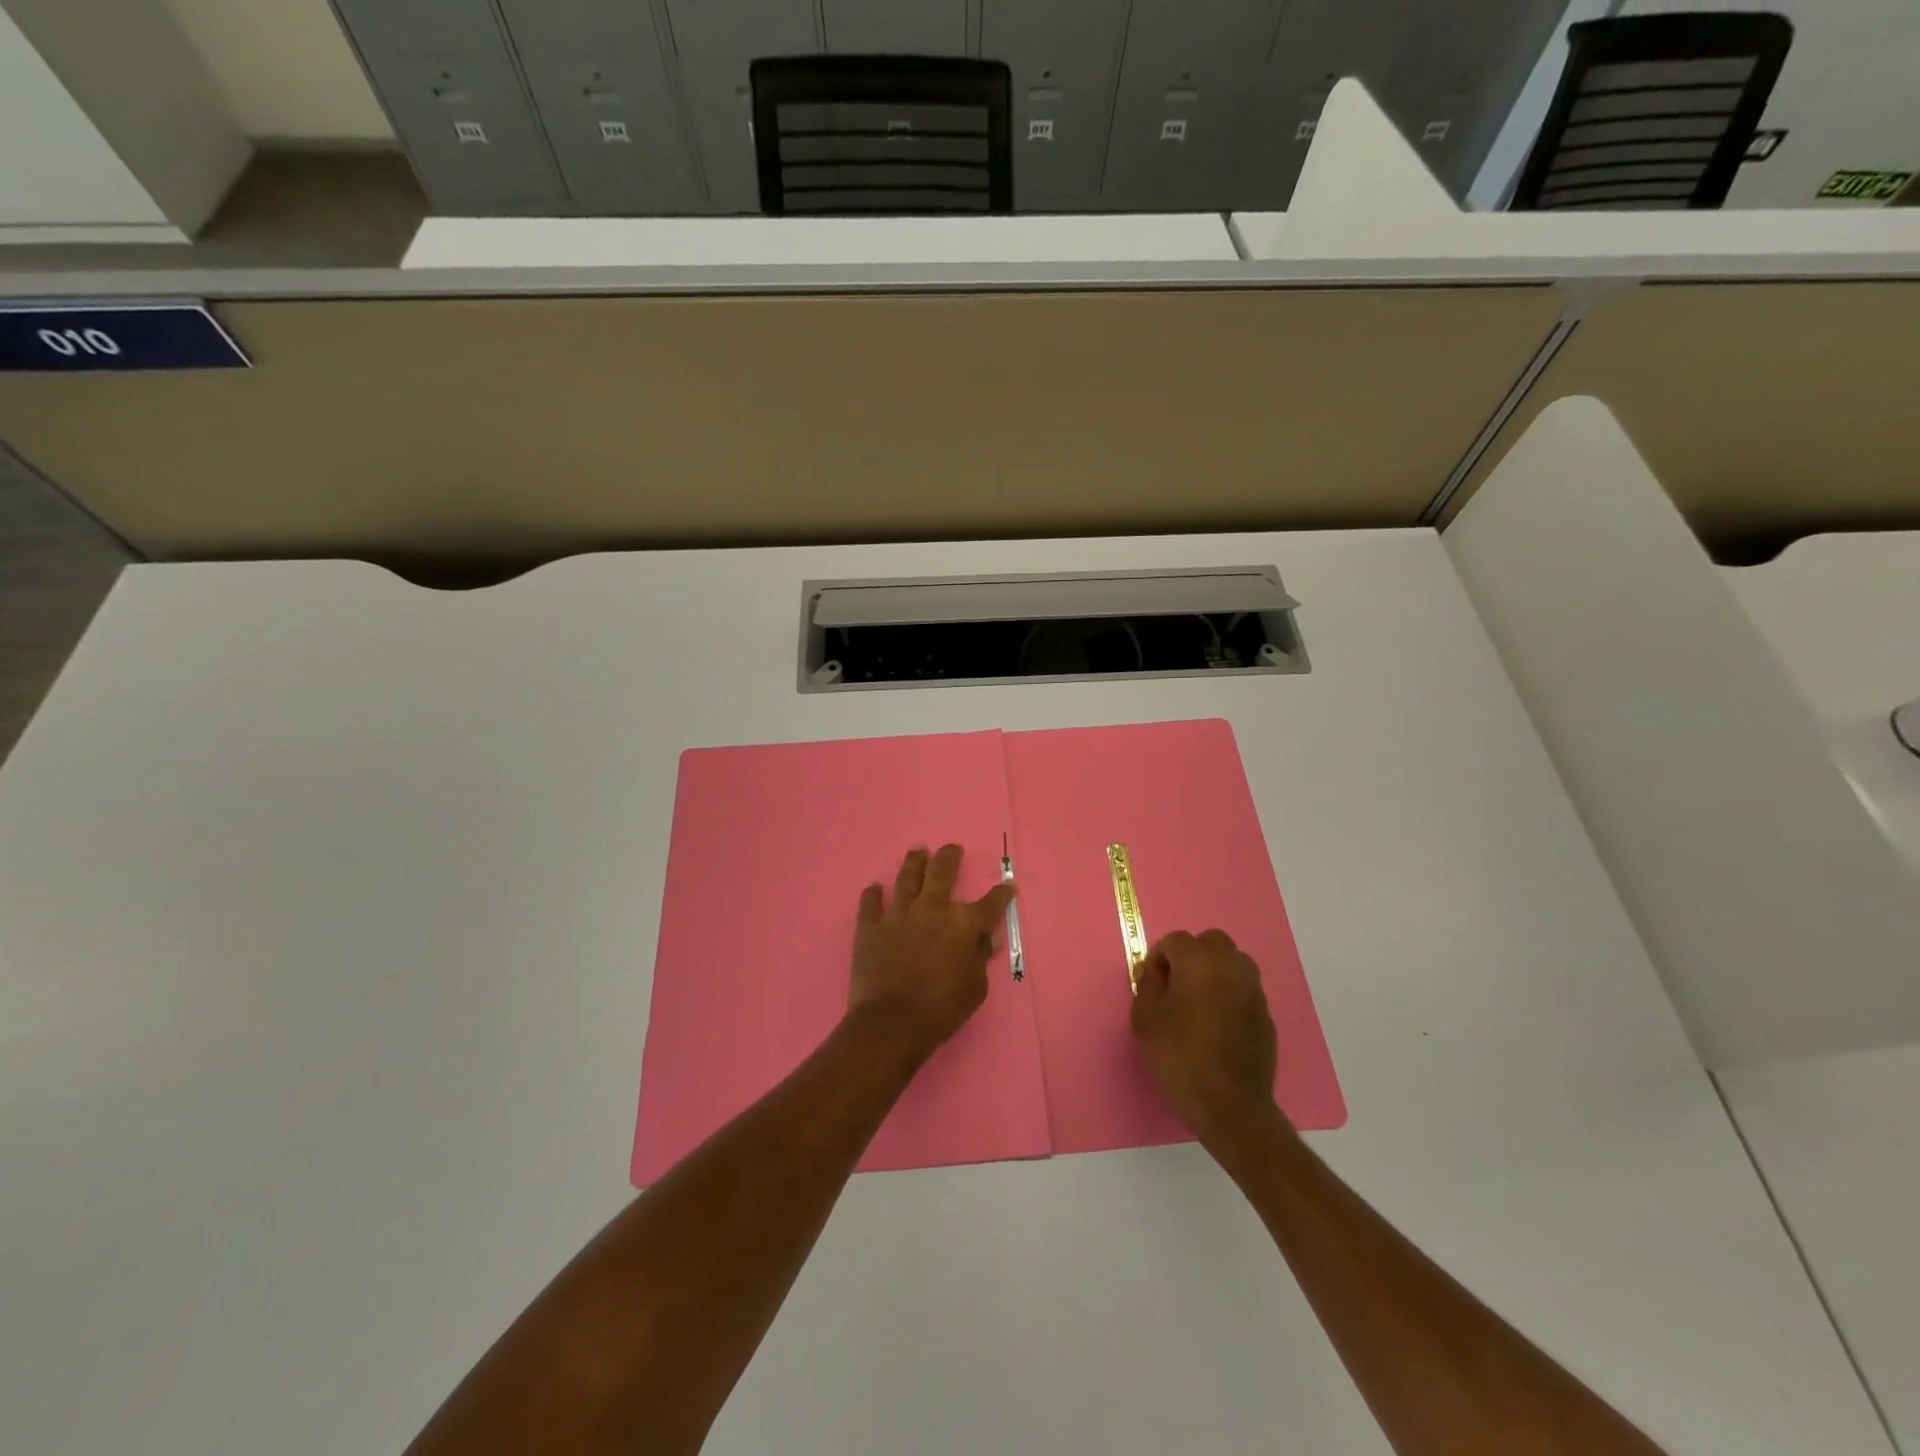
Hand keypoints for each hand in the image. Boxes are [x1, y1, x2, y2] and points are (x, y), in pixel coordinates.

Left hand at [848, 845, 1015, 1062]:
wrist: (892, 1022)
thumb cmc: (941, 1010)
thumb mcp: (975, 989)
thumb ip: (980, 959)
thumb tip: (984, 939)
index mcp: (963, 924)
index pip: (990, 903)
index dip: (1002, 894)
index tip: (1008, 886)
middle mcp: (932, 908)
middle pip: (943, 872)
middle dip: (950, 857)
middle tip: (952, 848)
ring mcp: (899, 914)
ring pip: (907, 878)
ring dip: (914, 862)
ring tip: (918, 850)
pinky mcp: (870, 926)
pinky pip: (870, 903)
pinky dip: (872, 895)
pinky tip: (874, 888)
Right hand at [1131, 929, 1281, 1141]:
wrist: (1229, 1105)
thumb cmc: (1179, 1057)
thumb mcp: (1146, 1019)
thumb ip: (1147, 986)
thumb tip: (1154, 972)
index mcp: (1199, 962)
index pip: (1176, 940)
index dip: (1159, 958)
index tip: (1152, 984)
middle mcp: (1231, 967)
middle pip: (1212, 941)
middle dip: (1192, 955)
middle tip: (1177, 985)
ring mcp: (1253, 990)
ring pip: (1233, 962)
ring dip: (1215, 971)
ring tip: (1199, 1001)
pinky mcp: (1266, 1014)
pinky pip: (1244, 989)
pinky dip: (1230, 994)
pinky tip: (1218, 1023)